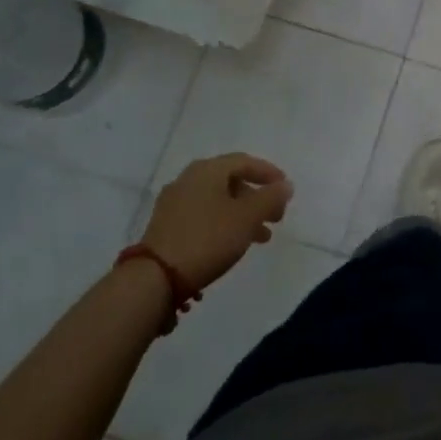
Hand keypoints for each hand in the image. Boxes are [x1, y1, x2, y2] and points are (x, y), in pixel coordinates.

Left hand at [140, 153, 292, 291]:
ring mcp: (173, 202)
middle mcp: (189, 178)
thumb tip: (285, 185)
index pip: (245, 161)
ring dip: (242, 214)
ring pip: (217, 200)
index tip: (285, 189)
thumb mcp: (247, 218)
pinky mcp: (165, 225)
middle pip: (231, 181)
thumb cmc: (207, 239)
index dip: (269, 173)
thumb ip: (270, 198)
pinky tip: (232, 243)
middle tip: (276, 217)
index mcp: (208, 169)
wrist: (154, 278)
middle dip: (257, 198)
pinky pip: (203, 215)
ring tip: (260, 238)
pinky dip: (223, 223)